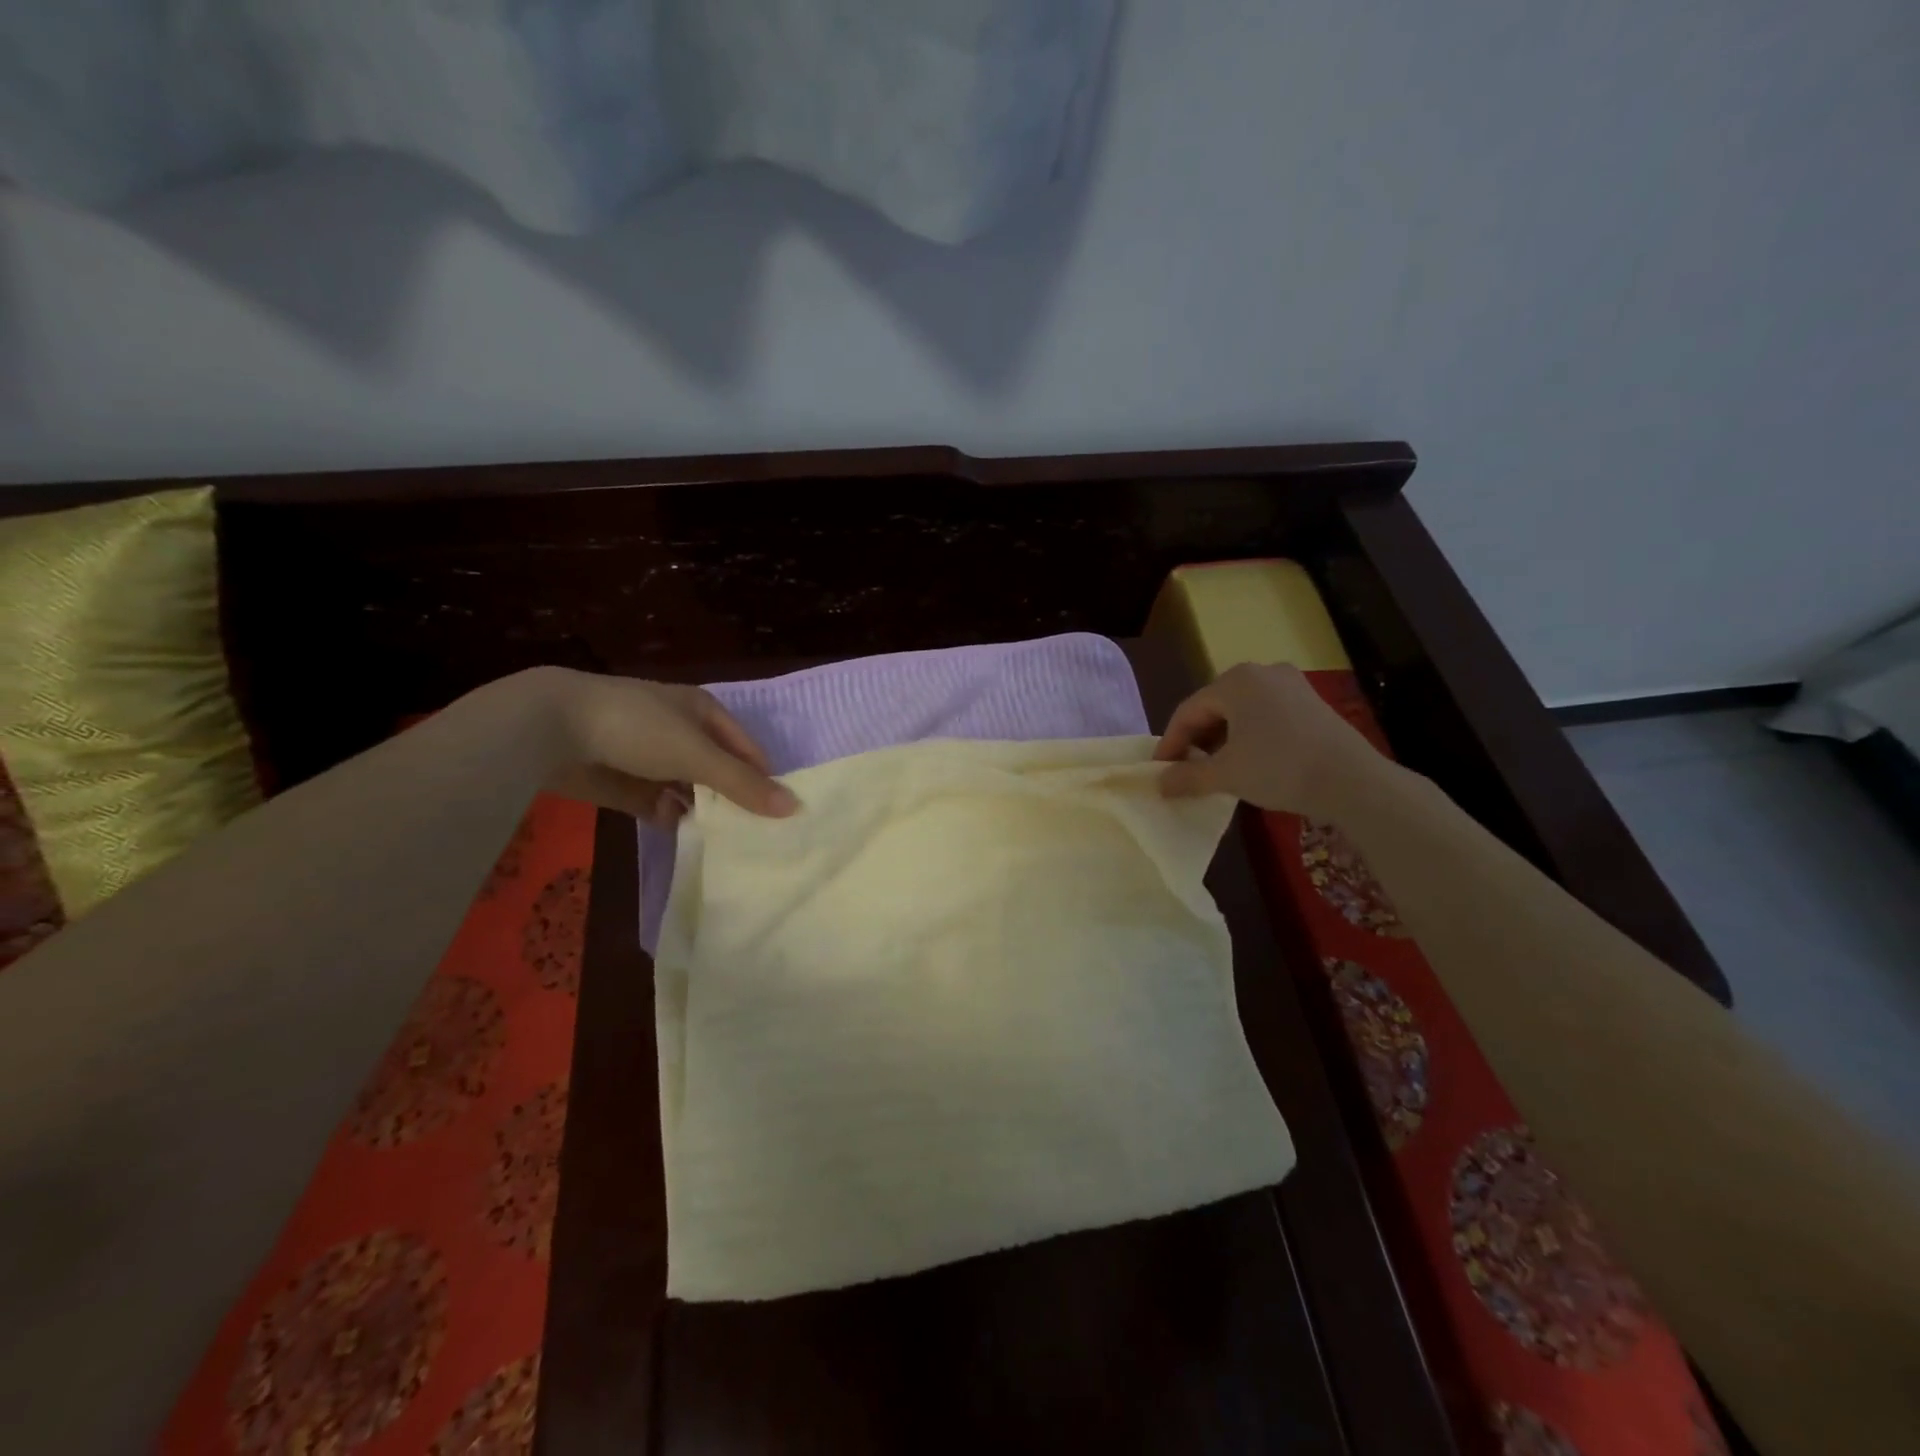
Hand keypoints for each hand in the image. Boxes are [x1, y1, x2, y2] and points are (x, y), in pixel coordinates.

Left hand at [530, 668, 796, 825]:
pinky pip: (659, 805)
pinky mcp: (626, 784)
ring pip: (690, 791)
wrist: (551, 728)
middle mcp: (682, 733)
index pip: (748, 750)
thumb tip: (794, 808)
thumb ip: (743, 784)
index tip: (778, 817)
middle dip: (734, 801)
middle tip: (757, 837)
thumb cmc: (638, 728)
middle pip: (720, 772)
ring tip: (727, 845)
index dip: (763, 779)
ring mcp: (652, 759)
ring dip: (703, 813)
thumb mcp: (698, 754)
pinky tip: (684, 837)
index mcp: (705, 713)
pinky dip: (671, 819)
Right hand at [1154, 662, 1385, 819]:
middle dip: (1196, 740)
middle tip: (1185, 770)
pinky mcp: (1311, 702)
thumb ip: (1187, 777)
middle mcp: (1262, 672)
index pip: (1188, 710)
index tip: (1160, 770)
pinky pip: (1265, 715)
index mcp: (1235, 681)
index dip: (1170, 742)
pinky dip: (1248, 736)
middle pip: (1214, 707)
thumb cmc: (1279, 768)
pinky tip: (1248, 761)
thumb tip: (1159, 783)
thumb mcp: (1226, 774)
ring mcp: (1291, 685)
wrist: (1353, 781)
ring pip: (1241, 711)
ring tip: (1214, 769)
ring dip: (1221, 739)